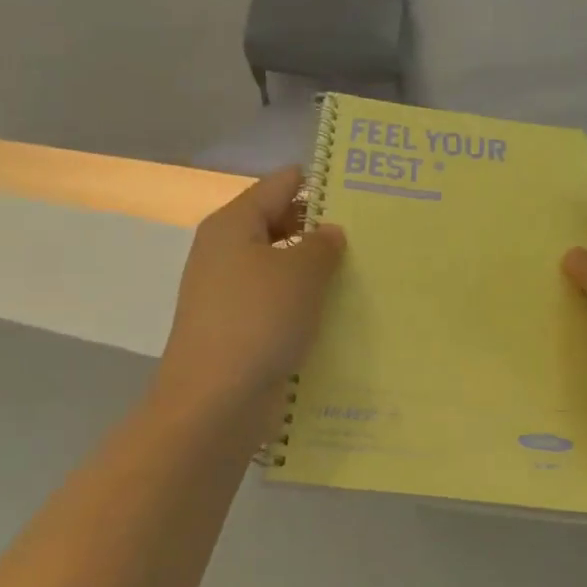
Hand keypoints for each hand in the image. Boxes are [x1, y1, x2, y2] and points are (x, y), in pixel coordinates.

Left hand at [151, 166, 345, 441]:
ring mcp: (229, 295)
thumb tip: (329, 232)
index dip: (318, 183)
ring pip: (280, 269)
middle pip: (278, 224)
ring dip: (315, 272)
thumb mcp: (300, 273)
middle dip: (320, 229)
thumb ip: (321, 244)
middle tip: (372, 235)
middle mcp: (225, 253)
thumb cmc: (258, 321)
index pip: (280, 185)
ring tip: (365, 272)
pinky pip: (277, 305)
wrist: (214, 403)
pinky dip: (303, 305)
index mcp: (233, 225)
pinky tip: (340, 314)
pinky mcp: (238, 330)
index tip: (361, 189)